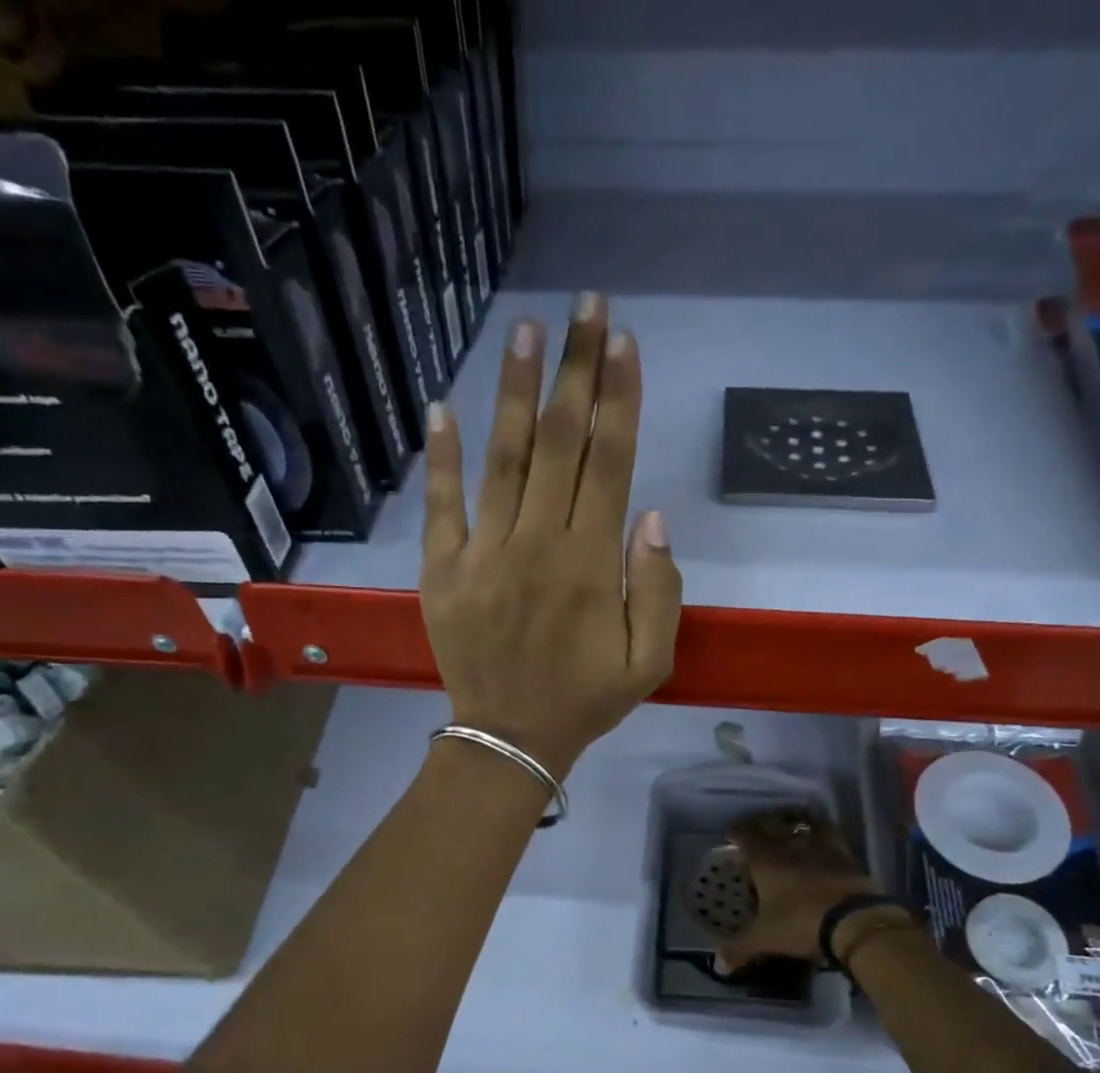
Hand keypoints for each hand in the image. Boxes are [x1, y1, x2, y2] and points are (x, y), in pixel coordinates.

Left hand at [420, 294, 682, 778]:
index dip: (619, 398)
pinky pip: (441, 505)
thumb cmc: (586, 700)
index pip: (608, 463)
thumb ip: (659, 589)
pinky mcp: (442, 570)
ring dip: (517, 392)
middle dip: (577, 370)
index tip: (623, 341)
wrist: (510, 739)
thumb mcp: (649, 661)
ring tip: (527, 330)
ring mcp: (482, 554)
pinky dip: (441, 457)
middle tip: (586, 306)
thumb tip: (649, 515)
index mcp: (590, 565)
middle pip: (561, 443)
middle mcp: (536, 544)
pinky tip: (443, 407)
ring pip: (504, 459)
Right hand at [717, 809, 882, 971]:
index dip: (736, 832)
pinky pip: (832, 837)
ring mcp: (821, 848)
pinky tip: (824, 845)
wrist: (854, 921)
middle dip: (765, 825)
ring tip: (795, 830)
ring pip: (807, 825)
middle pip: (775, 825)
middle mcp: (791, 846)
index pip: (745, 835)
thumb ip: (740, 949)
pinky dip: (825, 837)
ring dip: (799, 824)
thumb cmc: (800, 922)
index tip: (731, 834)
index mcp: (766, 859)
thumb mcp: (765, 939)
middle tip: (760, 831)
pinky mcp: (847, 857)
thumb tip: (718, 965)